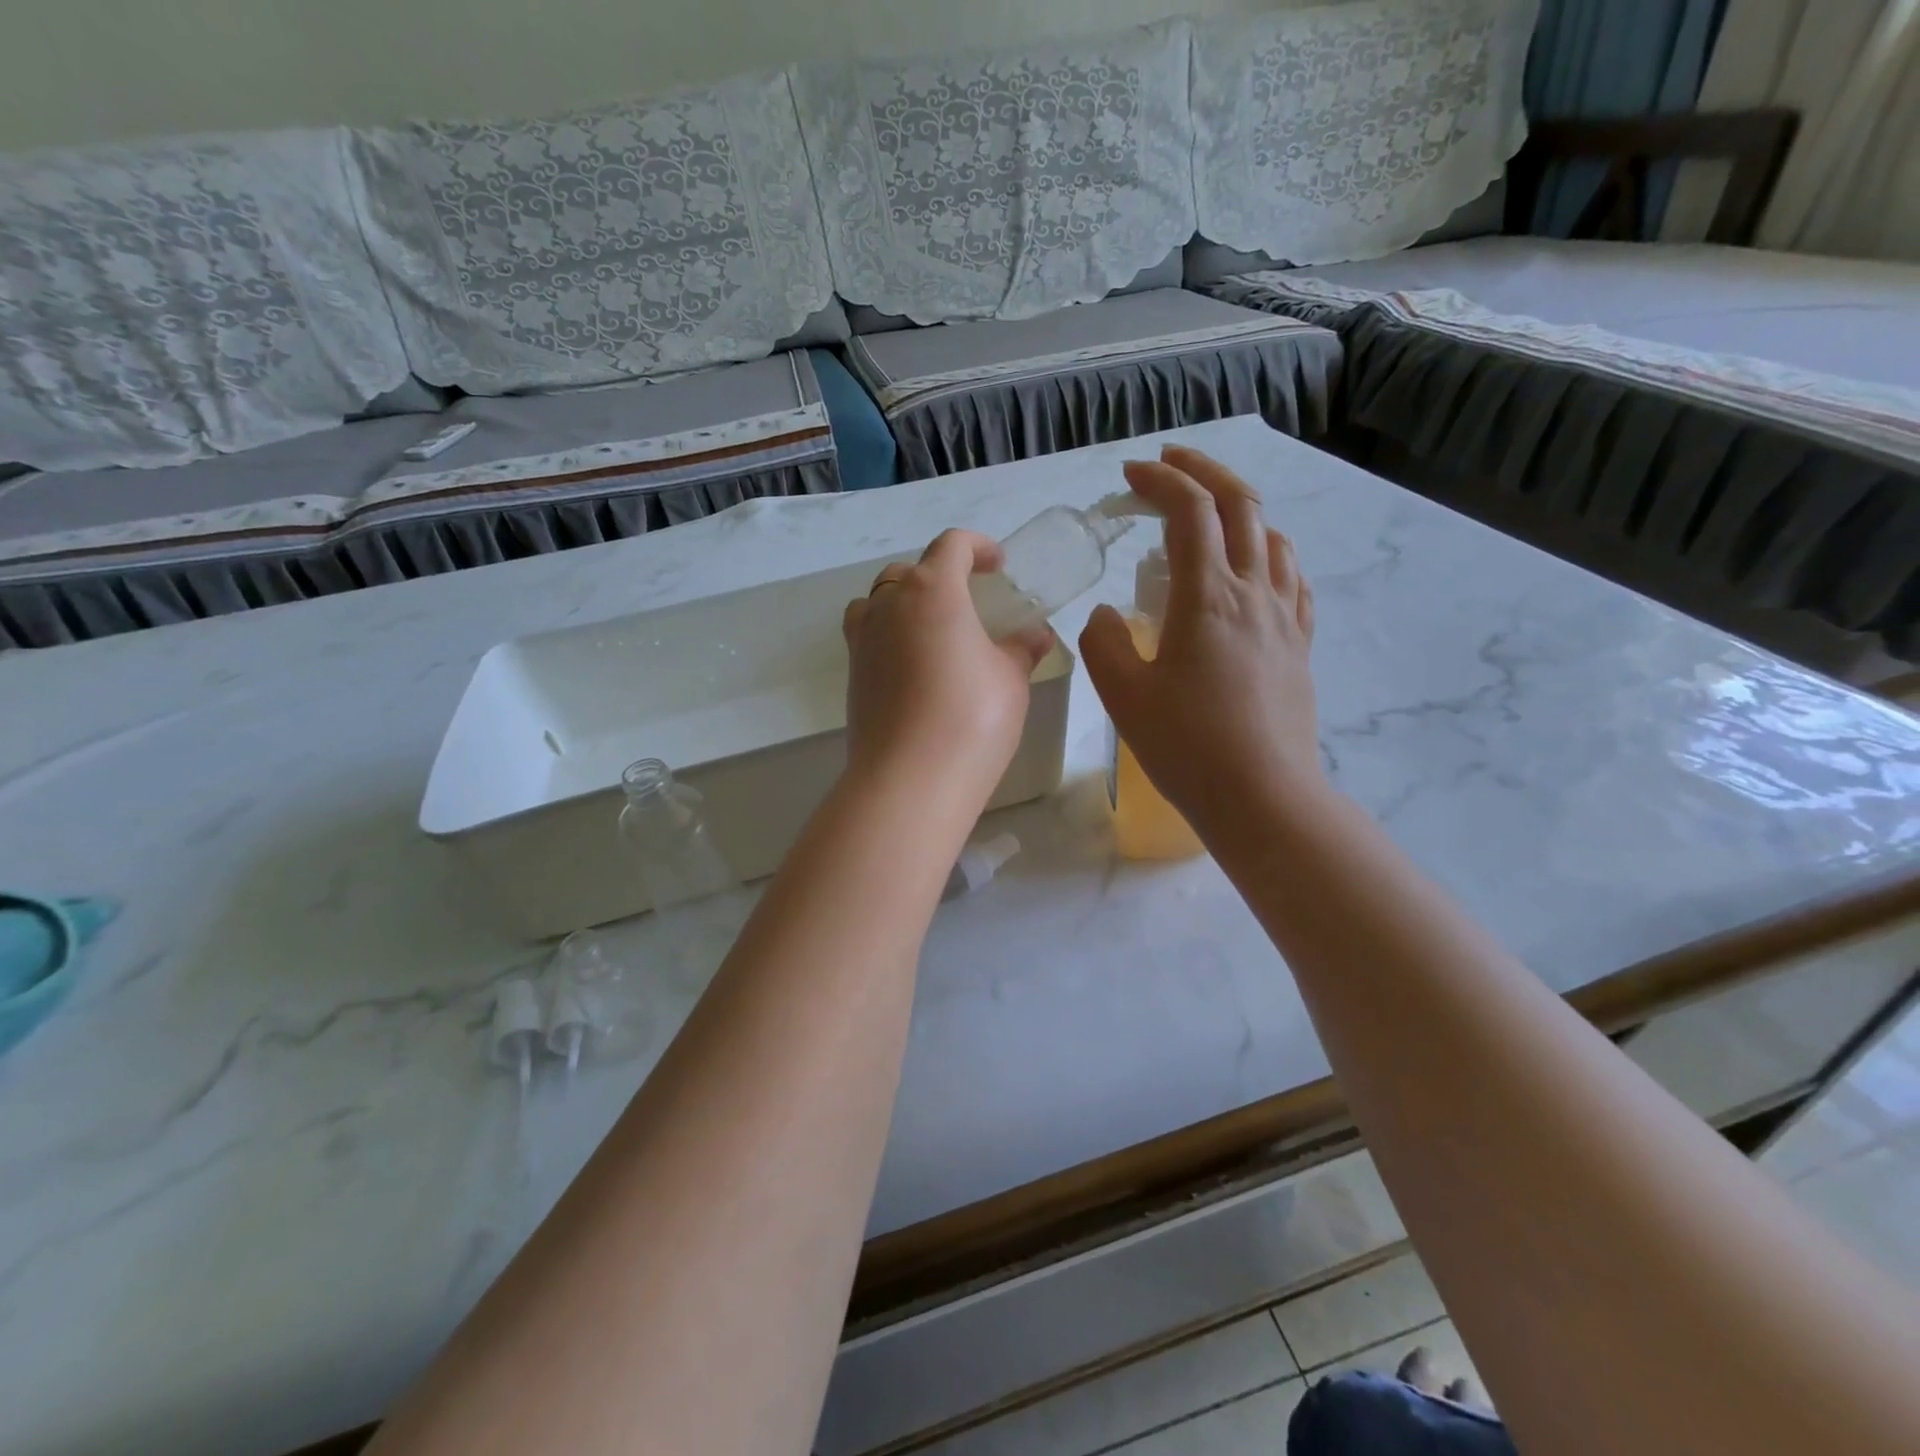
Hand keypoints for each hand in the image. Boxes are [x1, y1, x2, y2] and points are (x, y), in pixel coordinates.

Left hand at [842, 530, 1054, 804]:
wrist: (910, 779)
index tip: (997, 564)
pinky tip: (916, 668)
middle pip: (908, 572)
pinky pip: (868, 638)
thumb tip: (1036, 634)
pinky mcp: (852, 676)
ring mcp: (863, 641)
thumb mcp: (1010, 680)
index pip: (951, 546)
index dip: (978, 546)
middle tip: (968, 601)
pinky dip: (890, 638)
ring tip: (933, 629)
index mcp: (932, 591)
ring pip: (878, 602)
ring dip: (904, 603)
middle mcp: (889, 605)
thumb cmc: (972, 717)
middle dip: (939, 576)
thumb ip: (1021, 649)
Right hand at [1078, 445, 1327, 841]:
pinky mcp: (1299, 645)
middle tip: (1170, 463)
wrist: (1262, 796)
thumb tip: (1109, 614)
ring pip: (1273, 537)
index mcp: (1208, 596)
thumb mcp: (1123, 694)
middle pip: (1241, 506)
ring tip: (1208, 516)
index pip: (1190, 511)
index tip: (1130, 475)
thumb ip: (1104, 641)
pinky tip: (1255, 568)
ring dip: (1239, 510)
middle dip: (1204, 472)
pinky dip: (1269, 553)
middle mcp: (1254, 592)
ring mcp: (1285, 618)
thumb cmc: (1186, 746)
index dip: (1161, 481)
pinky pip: (1292, 579)